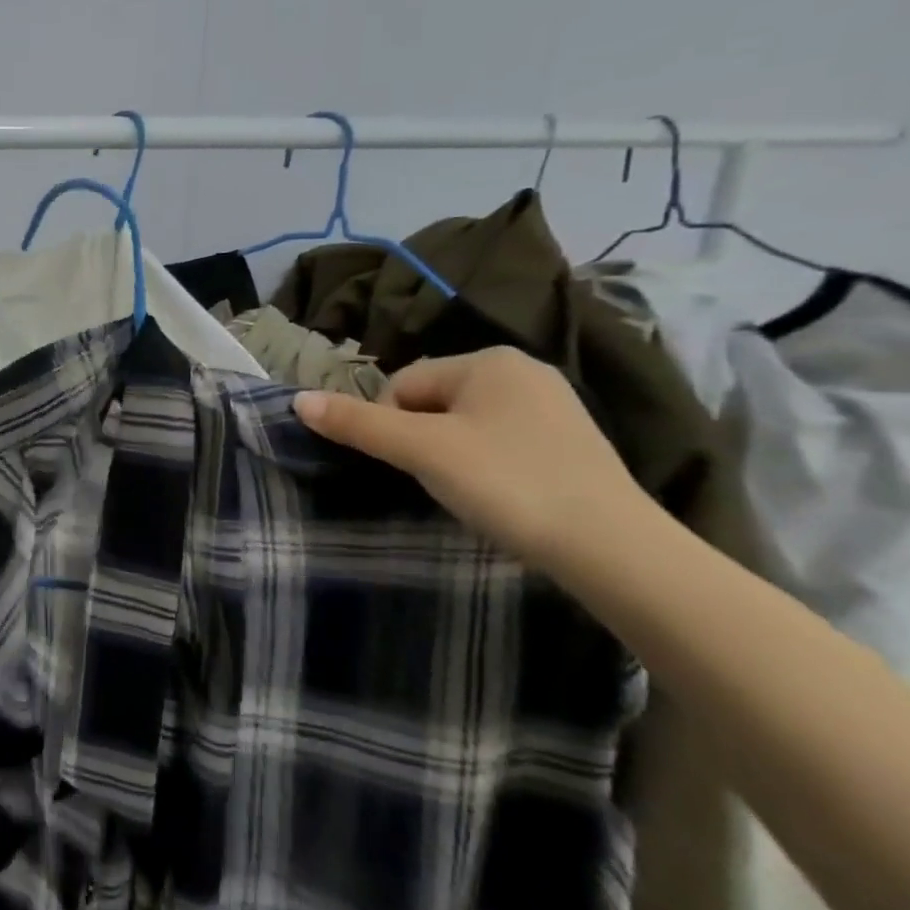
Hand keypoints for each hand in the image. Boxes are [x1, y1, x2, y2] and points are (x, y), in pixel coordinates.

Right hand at [293, 347, 654, 573]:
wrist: (612, 549)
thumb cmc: (507, 482)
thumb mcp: (422, 450)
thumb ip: (358, 424)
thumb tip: (297, 400)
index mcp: (488, 360)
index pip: (403, 384)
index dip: (391, 425)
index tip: (409, 466)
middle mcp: (523, 372)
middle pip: (433, 402)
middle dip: (421, 440)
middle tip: (437, 481)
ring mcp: (553, 408)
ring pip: (465, 426)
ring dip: (450, 455)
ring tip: (468, 492)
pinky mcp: (570, 444)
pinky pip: (499, 443)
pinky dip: (485, 467)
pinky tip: (499, 496)